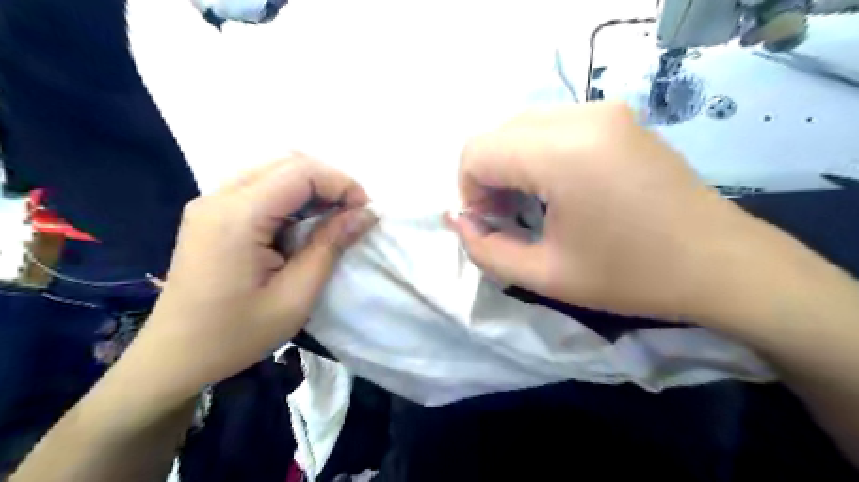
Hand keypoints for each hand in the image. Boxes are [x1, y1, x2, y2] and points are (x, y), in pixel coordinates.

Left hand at [123, 152, 376, 404]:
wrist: (174, 357)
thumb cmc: (237, 334)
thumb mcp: (296, 296)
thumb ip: (330, 246)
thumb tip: (365, 214)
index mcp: (237, 217)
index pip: (300, 172)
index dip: (341, 183)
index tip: (365, 211)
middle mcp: (219, 197)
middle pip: (287, 163)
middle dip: (329, 183)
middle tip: (352, 214)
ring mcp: (211, 202)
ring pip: (274, 171)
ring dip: (311, 189)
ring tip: (332, 219)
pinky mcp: (212, 213)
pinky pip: (261, 187)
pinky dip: (292, 198)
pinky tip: (302, 225)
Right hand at [452, 101, 767, 320]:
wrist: (722, 264)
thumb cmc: (631, 276)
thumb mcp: (545, 275)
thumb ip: (486, 250)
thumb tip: (459, 223)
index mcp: (562, 152)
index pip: (476, 152)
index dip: (469, 192)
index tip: (488, 225)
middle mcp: (581, 115)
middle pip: (497, 135)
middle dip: (487, 178)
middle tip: (507, 218)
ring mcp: (604, 110)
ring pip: (521, 128)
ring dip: (510, 165)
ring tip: (530, 206)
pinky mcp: (617, 117)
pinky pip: (552, 126)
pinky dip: (536, 155)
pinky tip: (556, 188)